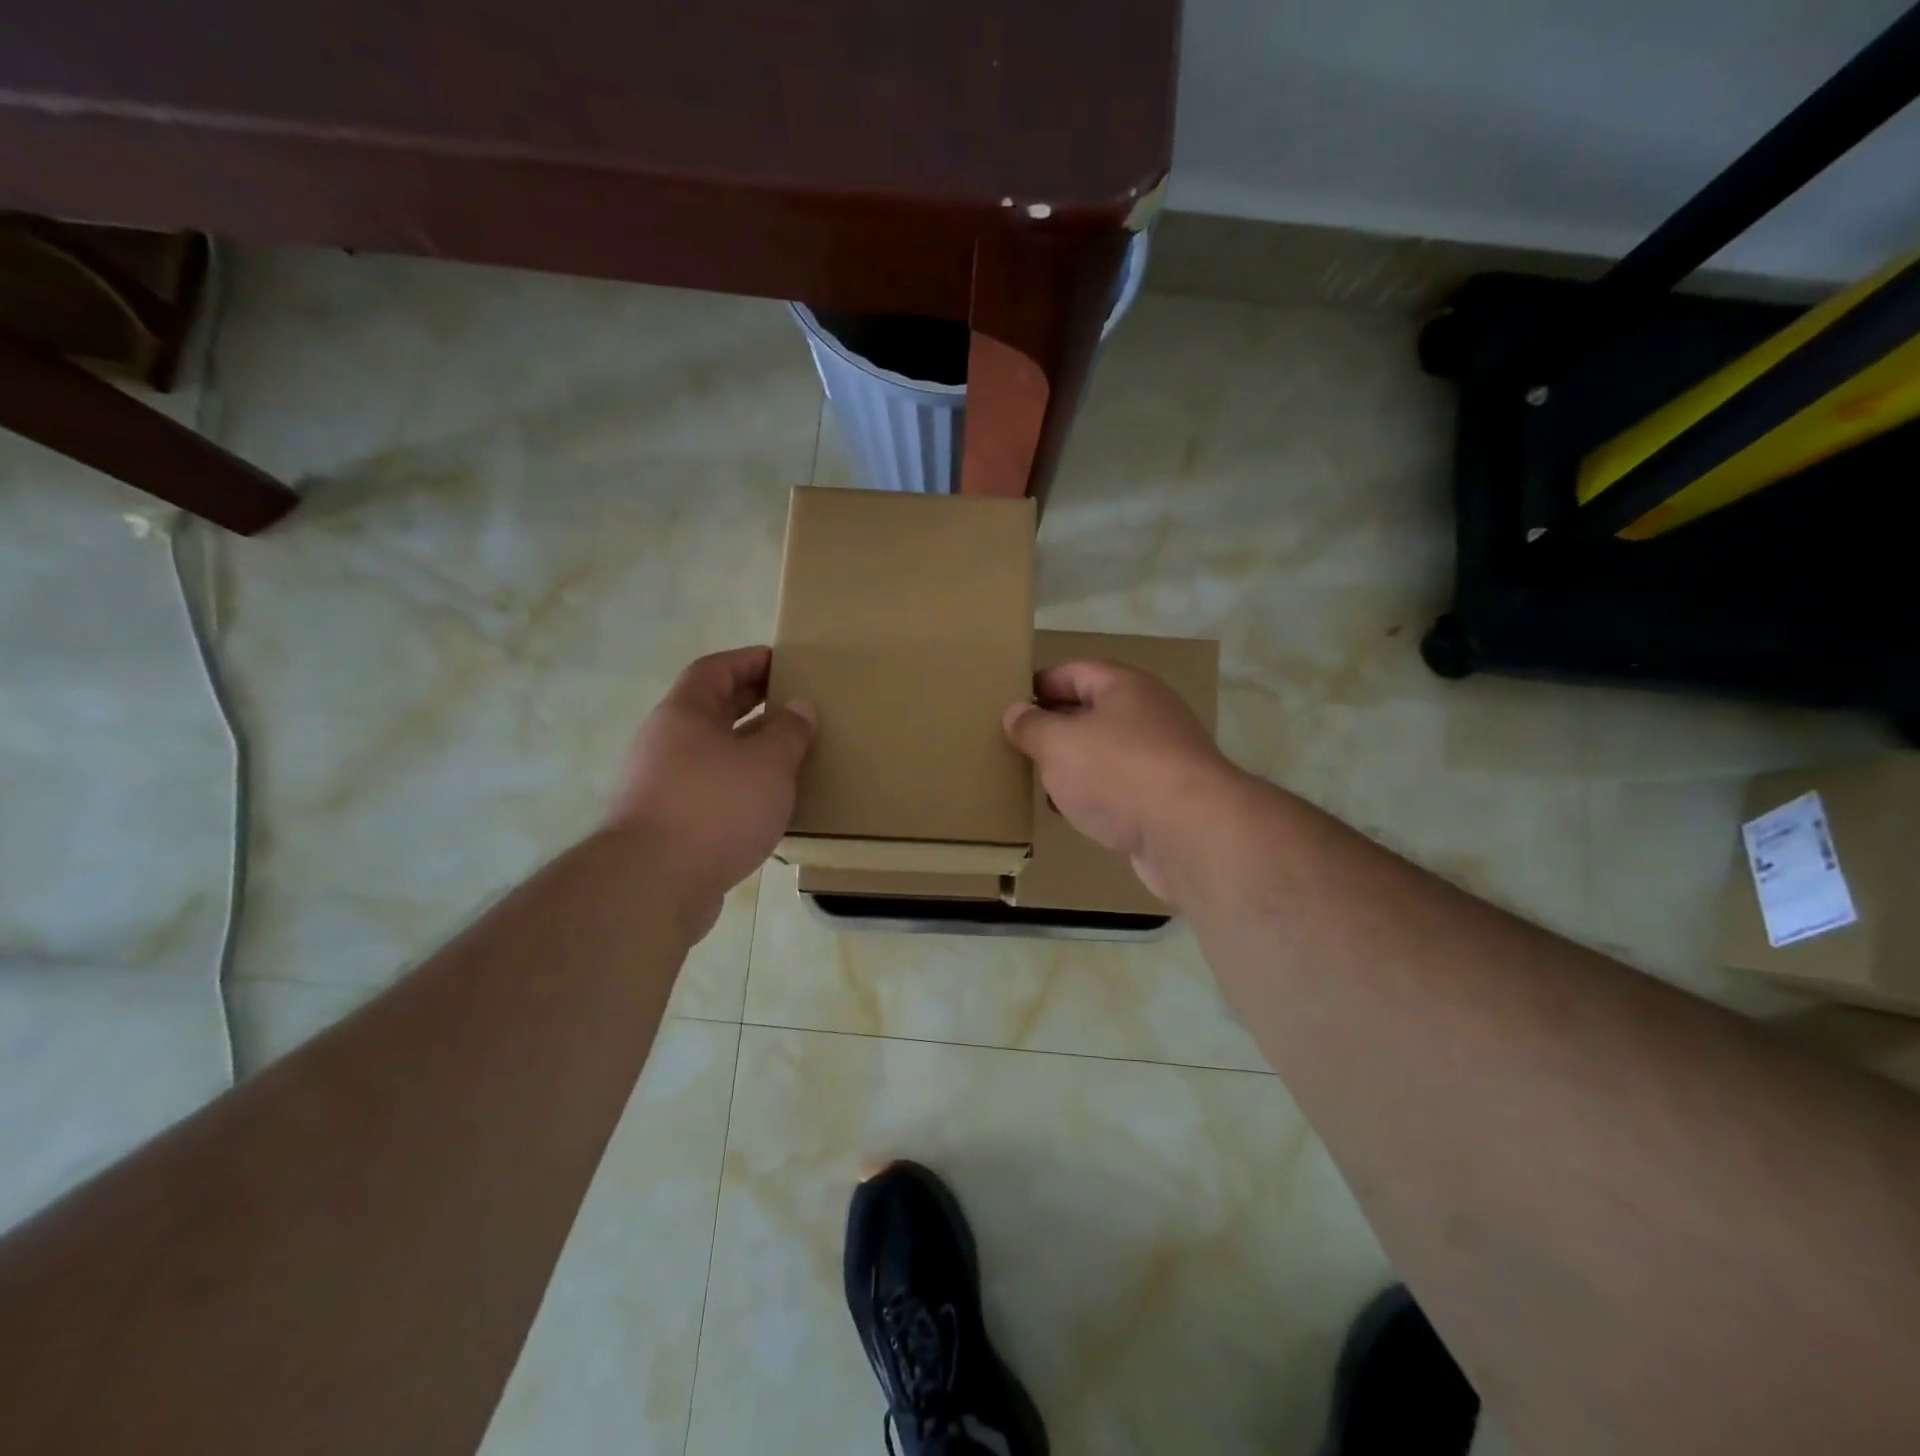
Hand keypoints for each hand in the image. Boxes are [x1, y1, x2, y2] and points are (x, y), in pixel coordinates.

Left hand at [609, 647, 814, 937]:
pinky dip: (736, 786)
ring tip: (787, 754)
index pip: (715, 669)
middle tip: (793, 703)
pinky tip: (764, 803)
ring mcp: (659, 784)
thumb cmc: (715, 807)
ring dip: (746, 748)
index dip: (749, 661)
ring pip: (710, 752)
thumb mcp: (768, 764)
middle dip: (751, 703)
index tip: (783, 662)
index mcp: (685, 713)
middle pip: (711, 709)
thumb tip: (799, 708)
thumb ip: (789, 732)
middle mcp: (665, 742)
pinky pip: (707, 789)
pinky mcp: (665, 823)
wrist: (652, 884)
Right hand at [1003, 660, 1240, 904]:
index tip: (1009, 703)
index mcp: (1124, 687)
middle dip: (1054, 727)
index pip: (1074, 671)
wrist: (1191, 832)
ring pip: (1105, 752)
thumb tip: (1015, 712)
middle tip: (1016, 743)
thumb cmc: (1119, 772)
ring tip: (1036, 779)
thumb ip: (1032, 726)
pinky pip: (1119, 786)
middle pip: (1091, 711)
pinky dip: (1093, 794)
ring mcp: (1161, 757)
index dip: (1040, 683)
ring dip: (1072, 764)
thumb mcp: (1059, 744)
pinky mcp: (1165, 797)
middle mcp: (1147, 714)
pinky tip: (1070, 811)